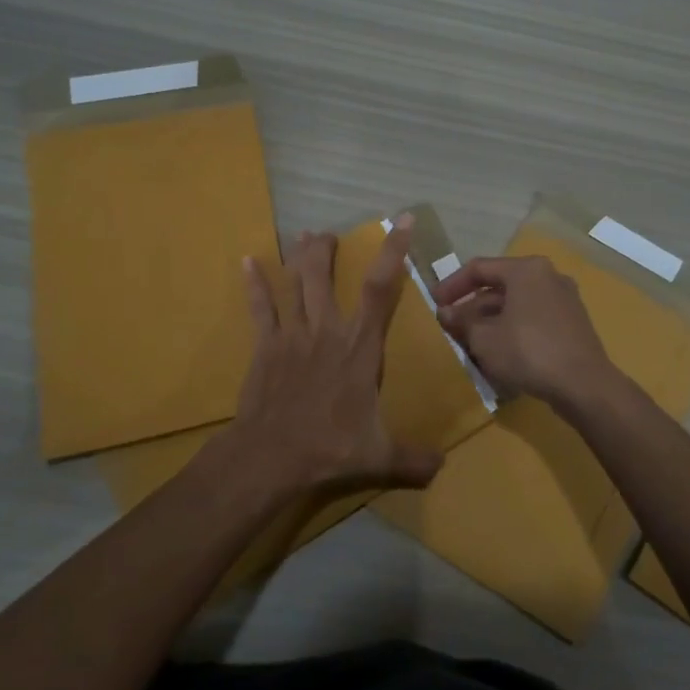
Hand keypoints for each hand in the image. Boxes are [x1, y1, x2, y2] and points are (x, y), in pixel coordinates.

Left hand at [228, 221, 443, 494]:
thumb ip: (413, 459)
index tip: (401, 222)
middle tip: (329, 233)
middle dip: (328, 250)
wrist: (273, 454)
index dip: (393, 252)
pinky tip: (246, 262)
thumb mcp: (380, 457)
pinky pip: (260, 308)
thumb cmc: (331, 447)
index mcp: (360, 347)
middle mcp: (328, 330)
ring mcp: (294, 334)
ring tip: (304, 235)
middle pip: (326, 277)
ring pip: (296, 284)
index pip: (381, 290)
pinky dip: (254, 284)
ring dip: (300, 258)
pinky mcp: (266, 345)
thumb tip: (443, 467)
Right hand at [433, 255, 612, 407]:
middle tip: (450, 326)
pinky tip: (499, 352)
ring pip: (516, 304)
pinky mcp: (572, 323)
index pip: (478, 268)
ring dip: (490, 320)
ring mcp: (564, 299)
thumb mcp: (484, 338)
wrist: (584, 385)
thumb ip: (462, 322)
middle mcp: (548, 276)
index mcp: (526, 269)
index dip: (452, 285)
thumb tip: (445, 313)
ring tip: (470, 342)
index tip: (434, 303)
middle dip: (472, 307)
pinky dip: (512, 329)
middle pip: (499, 286)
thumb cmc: (528, 352)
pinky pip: (533, 318)